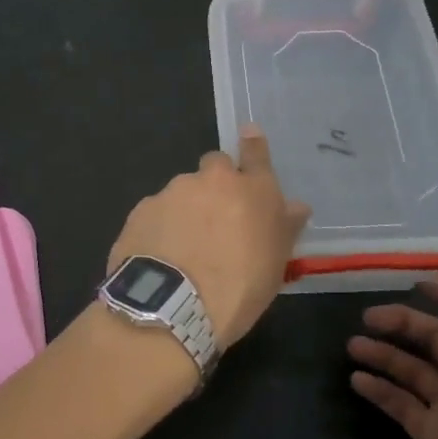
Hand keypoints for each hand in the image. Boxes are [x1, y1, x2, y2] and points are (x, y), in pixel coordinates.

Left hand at [108, 126, 309, 348]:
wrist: (173, 306)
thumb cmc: (239, 289)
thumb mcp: (275, 265)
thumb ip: (284, 228)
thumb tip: (295, 206)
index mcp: (252, 191)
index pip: (256, 154)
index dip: (253, 144)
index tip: (248, 133)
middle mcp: (212, 181)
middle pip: (215, 166)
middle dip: (217, 183)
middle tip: (217, 217)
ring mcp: (173, 192)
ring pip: (183, 190)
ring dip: (187, 208)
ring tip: (184, 247)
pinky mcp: (142, 209)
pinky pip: (157, 211)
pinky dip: (161, 226)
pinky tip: (161, 254)